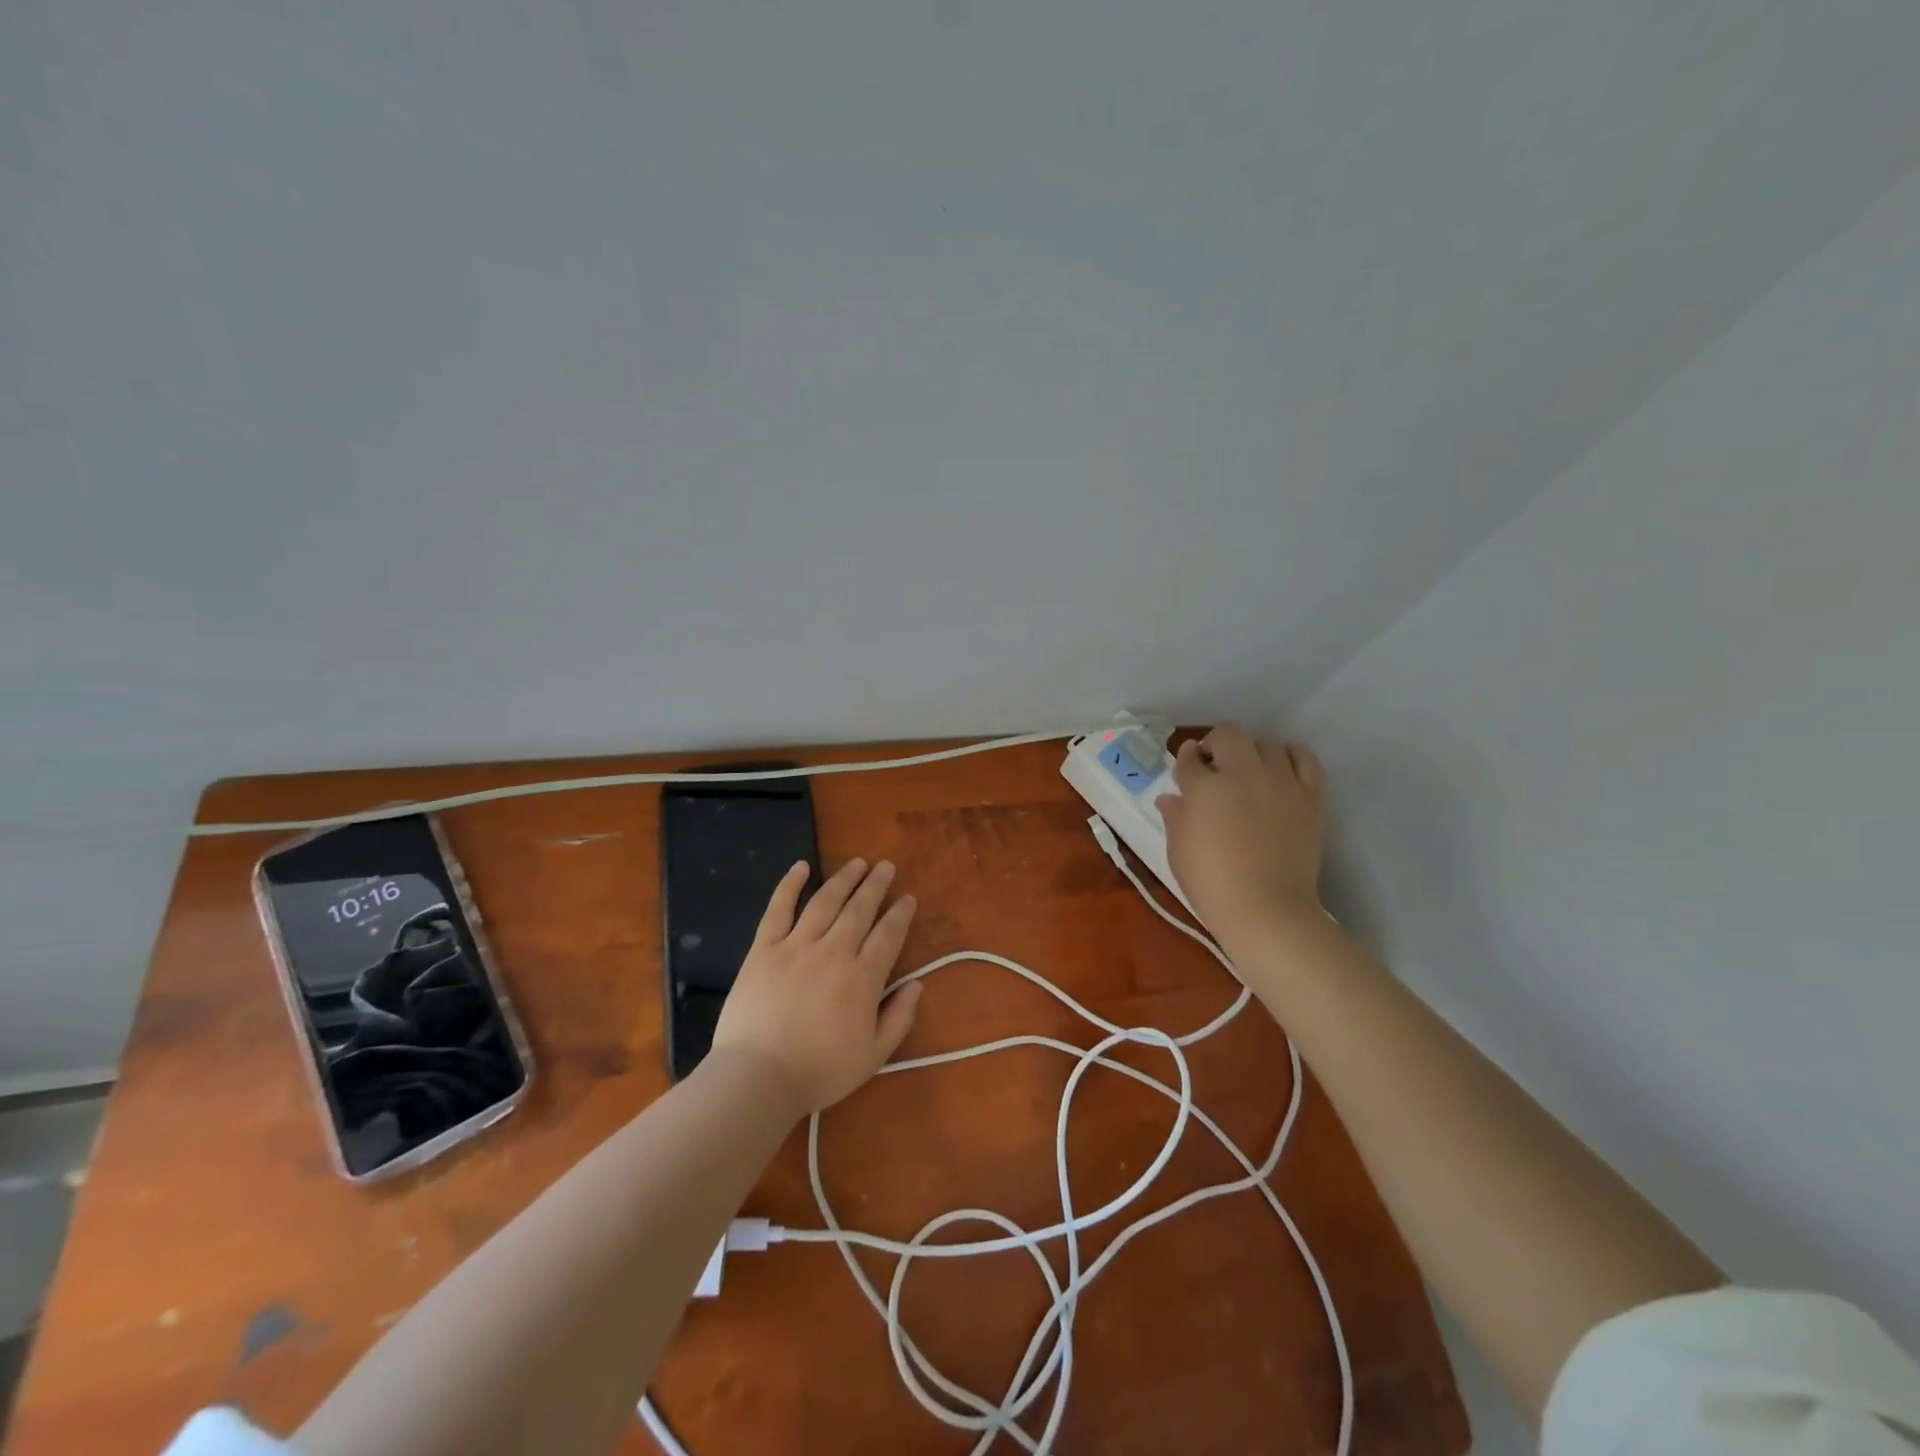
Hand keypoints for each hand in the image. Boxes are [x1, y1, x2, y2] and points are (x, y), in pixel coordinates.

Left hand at [710, 857, 923, 1115]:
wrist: (758, 1077)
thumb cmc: (819, 1071)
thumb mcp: (873, 1056)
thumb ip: (899, 1018)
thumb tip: (917, 984)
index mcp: (863, 978)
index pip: (888, 935)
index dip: (900, 914)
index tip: (908, 898)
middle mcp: (834, 951)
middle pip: (860, 909)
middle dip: (876, 885)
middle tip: (886, 866)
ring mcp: (796, 946)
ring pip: (825, 901)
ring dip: (844, 879)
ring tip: (857, 862)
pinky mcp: (764, 948)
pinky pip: (779, 909)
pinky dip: (790, 884)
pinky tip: (801, 866)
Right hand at [1159, 725, 1327, 937]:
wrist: (1267, 911)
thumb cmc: (1212, 885)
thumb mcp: (1179, 851)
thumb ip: (1175, 817)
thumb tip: (1170, 799)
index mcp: (1204, 788)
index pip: (1190, 758)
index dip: (1186, 760)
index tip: (1188, 768)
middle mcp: (1243, 774)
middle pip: (1228, 735)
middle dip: (1216, 745)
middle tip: (1214, 767)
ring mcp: (1281, 782)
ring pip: (1267, 744)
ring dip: (1253, 753)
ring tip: (1250, 773)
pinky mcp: (1311, 796)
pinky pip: (1305, 759)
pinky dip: (1291, 757)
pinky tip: (1282, 768)